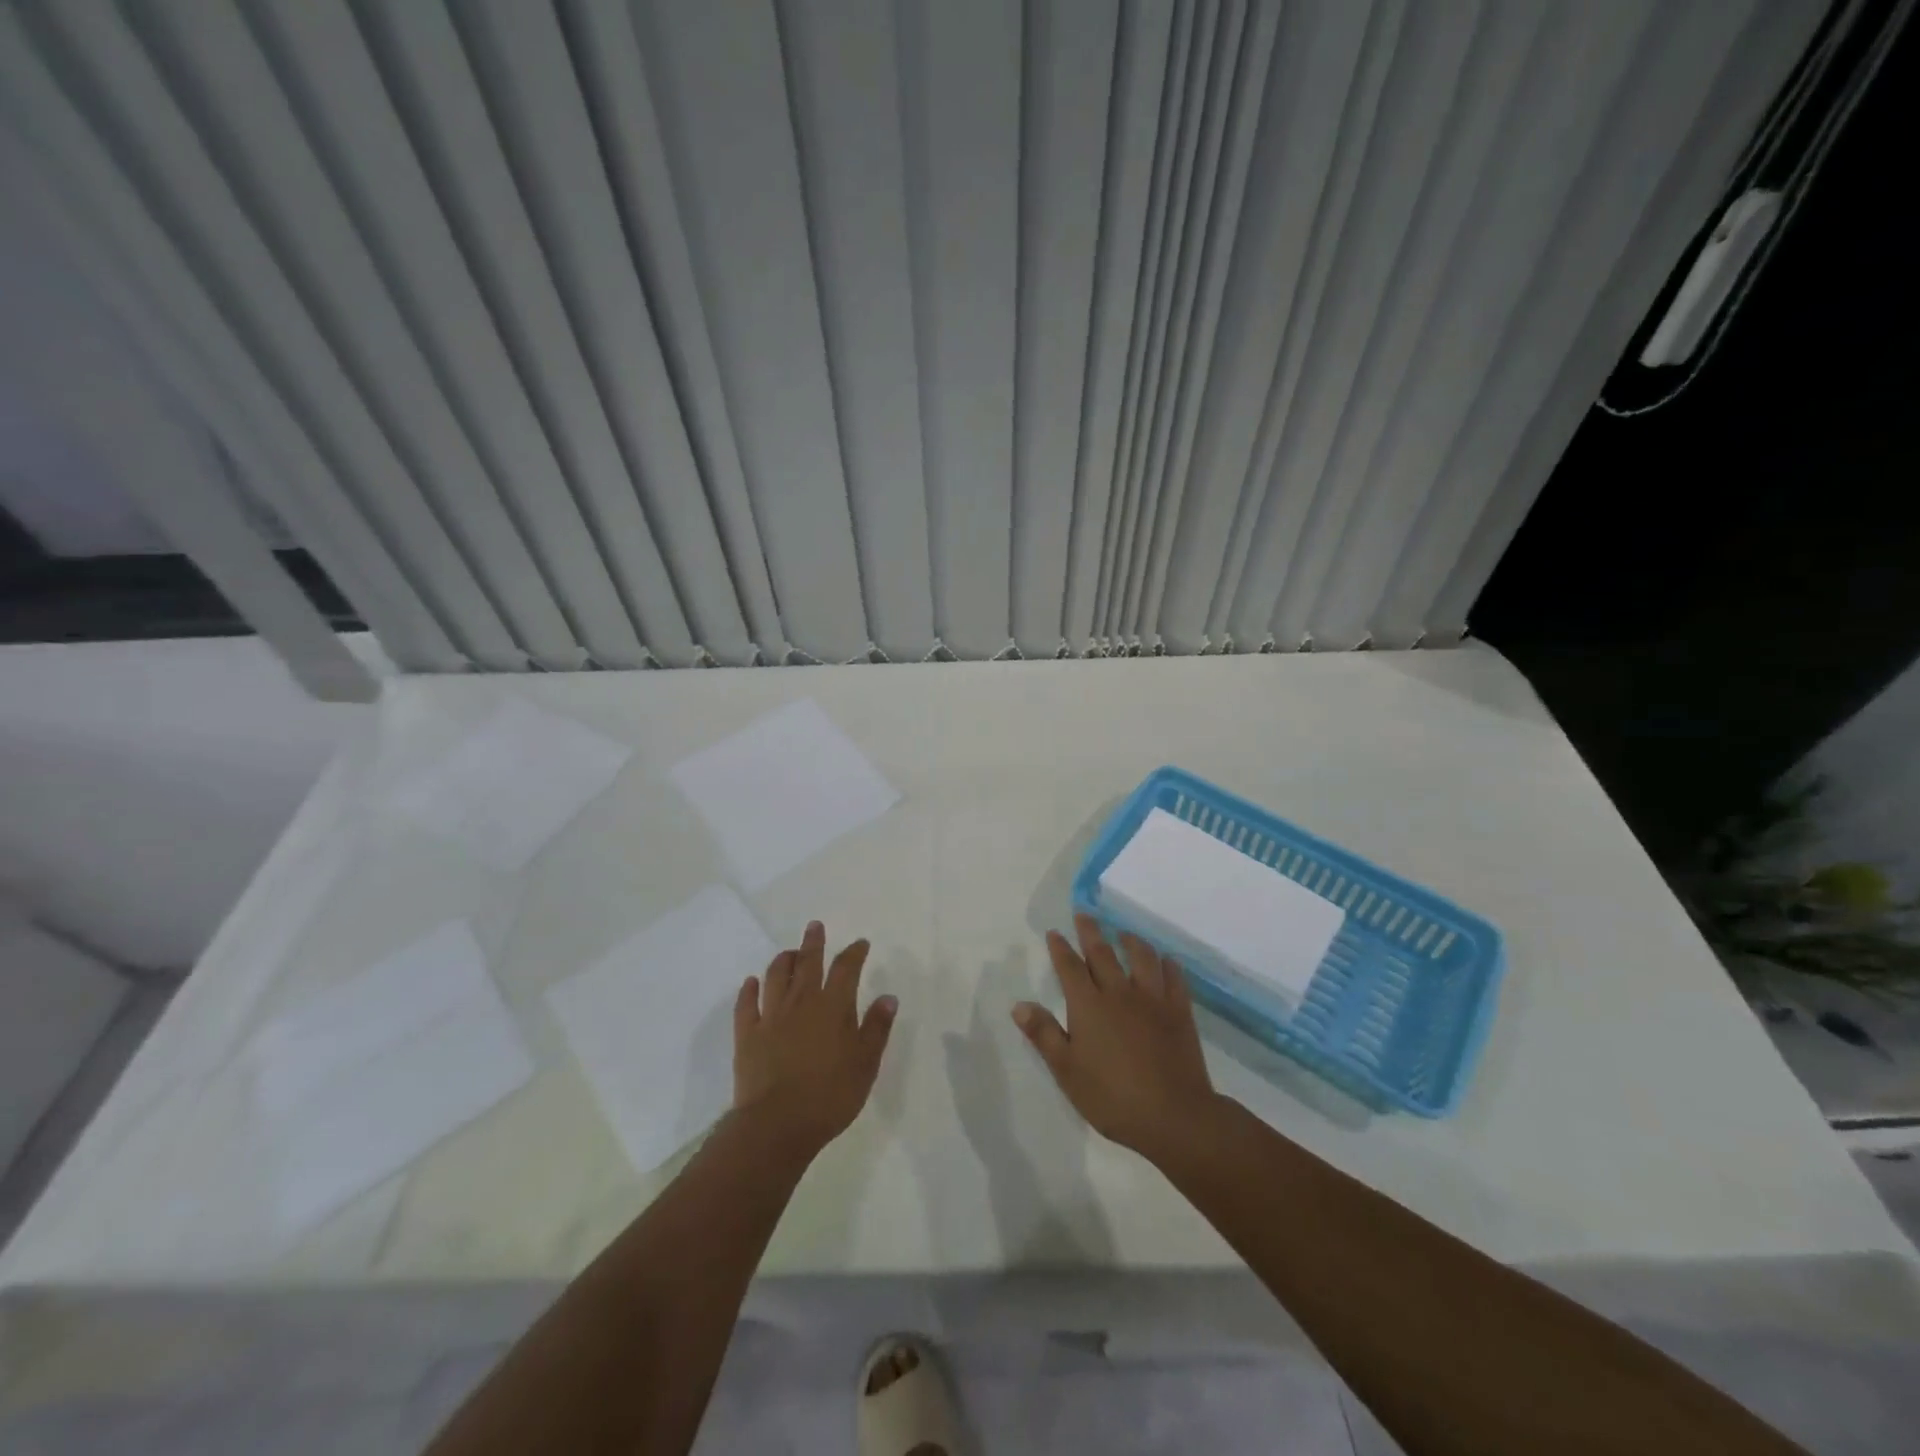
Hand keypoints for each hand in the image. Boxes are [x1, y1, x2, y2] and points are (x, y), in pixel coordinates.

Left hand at [732, 920, 896, 1159]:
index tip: (860, 943)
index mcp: (833, 1007)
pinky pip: (746, 1004)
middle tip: (815, 926)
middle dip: (813, 943)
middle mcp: (801, 1002)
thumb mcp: (865, 1064)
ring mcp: (770, 1017)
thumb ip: (876, 1028)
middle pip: (808, 963)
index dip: (854, 953)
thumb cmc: (830, 1095)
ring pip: (776, 977)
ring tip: (789, 953)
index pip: (846, 969)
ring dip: (783, 960)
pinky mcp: (747, 1035)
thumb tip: (888, 996)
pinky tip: (751, 983)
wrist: (777, 1124)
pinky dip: (749, 989)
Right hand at [1013, 914, 1219, 1162]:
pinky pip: (1174, 978)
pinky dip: (1167, 964)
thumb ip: (1044, 1034)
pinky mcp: (1179, 1011)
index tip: (1054, 932)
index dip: (1060, 948)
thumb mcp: (1067, 1071)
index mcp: (1088, 1005)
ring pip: (1141, 957)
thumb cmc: (1112, 1097)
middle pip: (1103, 952)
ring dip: (1131, 940)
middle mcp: (1119, 992)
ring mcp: (1153, 999)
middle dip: (1090, 931)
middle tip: (1084, 914)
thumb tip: (1019, 1004)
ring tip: (1124, 933)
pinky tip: (1166, 961)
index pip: (1070, 966)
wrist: (1174, 1116)